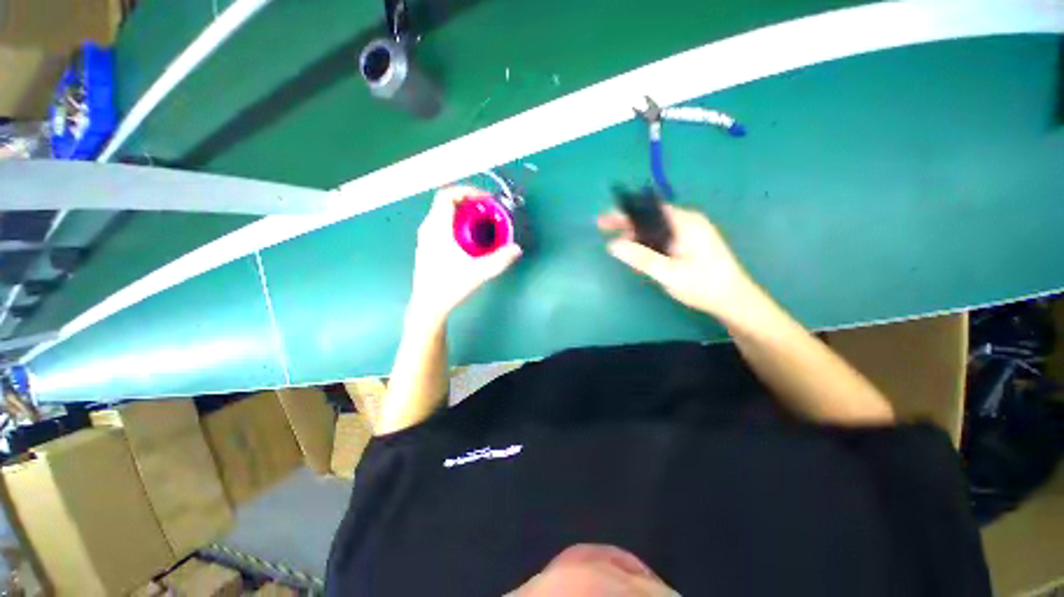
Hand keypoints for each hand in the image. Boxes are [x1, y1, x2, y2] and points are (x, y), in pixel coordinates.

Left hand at [408, 185, 521, 324]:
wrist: (428, 305)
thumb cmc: (450, 287)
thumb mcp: (478, 273)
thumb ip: (499, 260)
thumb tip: (516, 249)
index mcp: (437, 229)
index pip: (447, 196)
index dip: (467, 191)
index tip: (485, 199)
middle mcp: (428, 228)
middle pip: (445, 203)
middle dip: (468, 202)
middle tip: (487, 210)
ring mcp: (425, 237)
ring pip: (443, 214)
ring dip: (462, 212)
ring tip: (480, 222)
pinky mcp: (426, 246)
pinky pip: (441, 224)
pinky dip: (456, 222)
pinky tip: (468, 238)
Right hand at [598, 204, 754, 319]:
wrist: (733, 300)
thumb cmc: (703, 285)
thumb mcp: (669, 273)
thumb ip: (641, 258)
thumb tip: (612, 245)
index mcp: (685, 222)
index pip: (649, 209)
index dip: (625, 212)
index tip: (604, 219)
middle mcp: (688, 222)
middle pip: (651, 216)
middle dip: (627, 222)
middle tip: (603, 228)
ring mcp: (690, 232)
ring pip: (656, 227)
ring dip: (636, 233)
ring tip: (616, 241)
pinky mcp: (690, 243)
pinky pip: (662, 236)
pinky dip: (647, 241)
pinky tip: (637, 251)